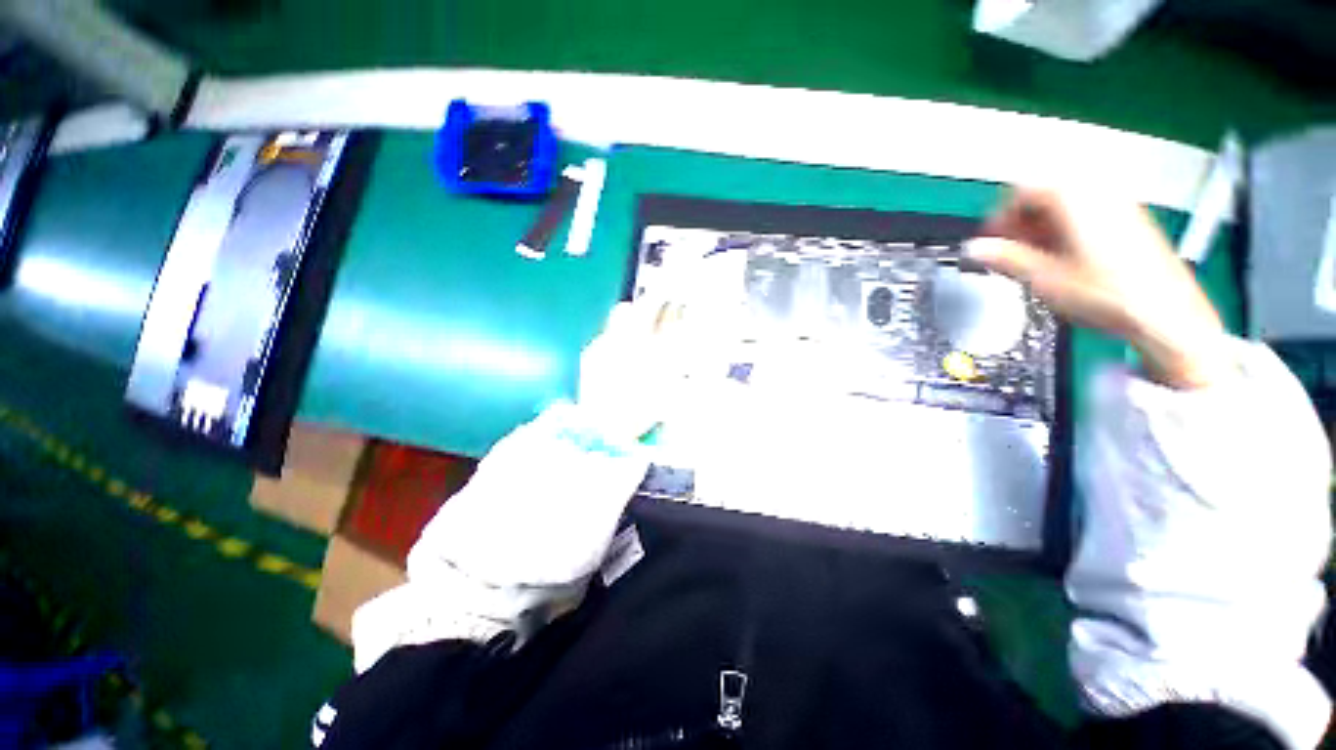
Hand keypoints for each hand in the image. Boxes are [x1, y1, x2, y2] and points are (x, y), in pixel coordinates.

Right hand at [965, 187, 1230, 388]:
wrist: (1168, 315)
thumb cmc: (1109, 295)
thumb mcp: (1046, 279)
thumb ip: (1006, 258)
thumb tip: (975, 249)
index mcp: (1076, 198)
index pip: (1024, 189)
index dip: (1000, 215)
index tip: (991, 240)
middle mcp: (1101, 192)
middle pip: (1047, 192)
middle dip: (1021, 221)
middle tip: (1009, 250)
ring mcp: (1120, 205)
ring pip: (1067, 203)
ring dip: (1042, 226)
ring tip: (1034, 257)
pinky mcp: (1132, 221)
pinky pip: (1088, 212)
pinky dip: (1066, 228)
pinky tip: (1063, 257)